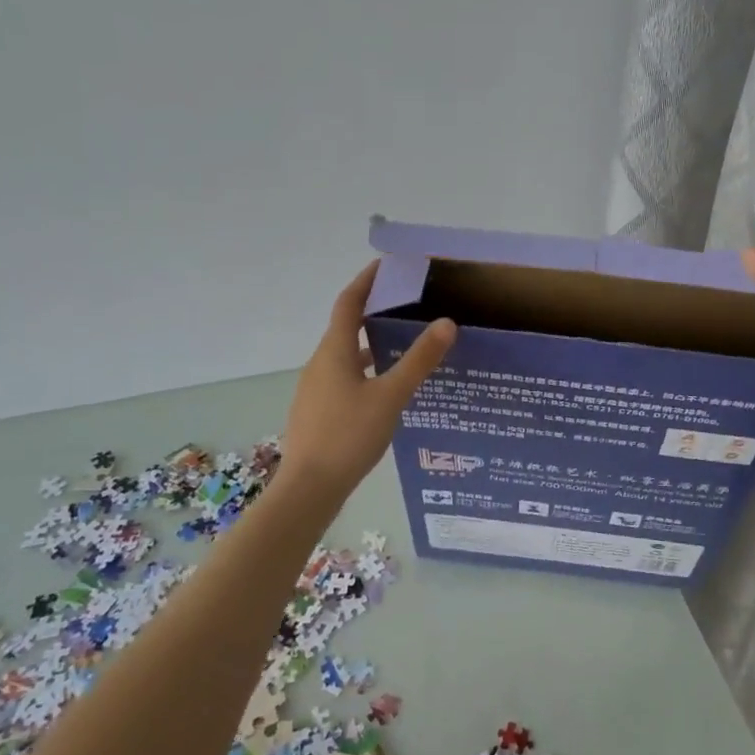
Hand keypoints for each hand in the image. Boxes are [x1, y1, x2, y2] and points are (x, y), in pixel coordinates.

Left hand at [281, 263, 455, 496]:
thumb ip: (418, 360)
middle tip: (407, 305)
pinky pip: (344, 377)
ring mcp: (315, 389)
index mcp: (334, 351)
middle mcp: (320, 363)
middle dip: (374, 311)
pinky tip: (386, 389)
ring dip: (371, 343)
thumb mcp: (390, 396)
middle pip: (346, 326)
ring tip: (403, 345)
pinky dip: (365, 369)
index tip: (387, 265)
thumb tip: (445, 323)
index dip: (366, 280)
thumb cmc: (348, 436)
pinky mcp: (318, 410)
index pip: (349, 303)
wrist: (308, 489)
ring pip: (346, 354)